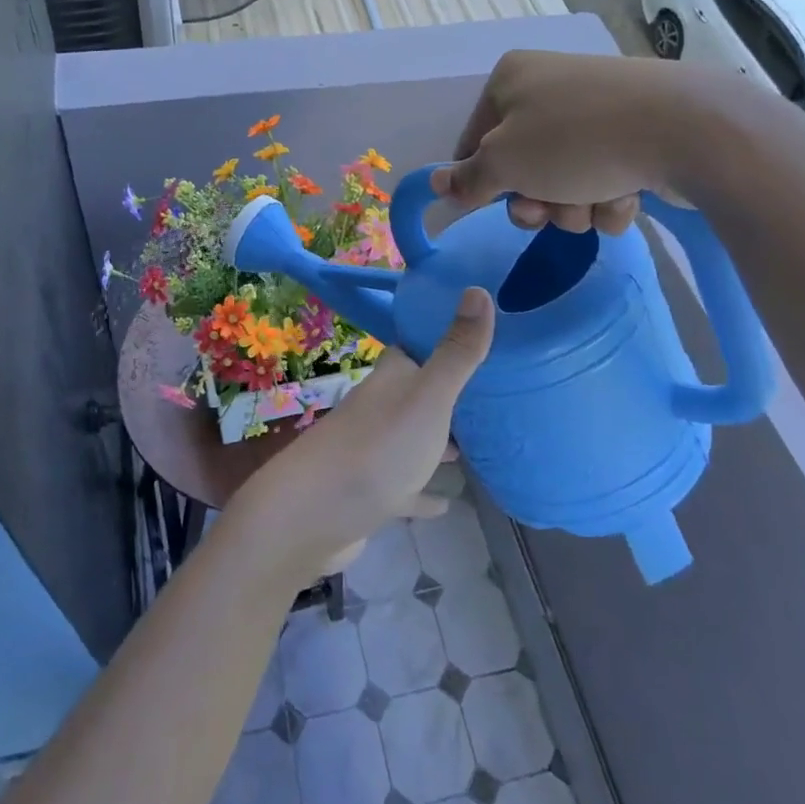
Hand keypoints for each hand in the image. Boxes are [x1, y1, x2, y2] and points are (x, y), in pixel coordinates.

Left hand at [231, 289, 494, 583]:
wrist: (312, 515)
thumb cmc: (377, 448)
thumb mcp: (428, 397)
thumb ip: (456, 351)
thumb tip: (477, 288)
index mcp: (392, 379)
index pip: (416, 348)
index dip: (442, 339)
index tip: (479, 335)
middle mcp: (379, 408)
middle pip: (417, 393)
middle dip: (448, 394)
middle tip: (492, 396)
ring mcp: (372, 452)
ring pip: (412, 439)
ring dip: (438, 442)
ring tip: (478, 446)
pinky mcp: (370, 494)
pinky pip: (405, 488)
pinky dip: (424, 493)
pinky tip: (447, 503)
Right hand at [435, 49, 716, 233]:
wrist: (685, 129)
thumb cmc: (575, 140)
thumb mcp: (505, 163)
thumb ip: (468, 179)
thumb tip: (437, 183)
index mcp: (511, 79)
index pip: (474, 140)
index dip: (482, 179)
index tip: (494, 204)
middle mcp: (551, 87)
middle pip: (521, 166)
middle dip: (536, 200)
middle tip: (548, 210)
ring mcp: (596, 110)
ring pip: (564, 180)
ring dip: (573, 206)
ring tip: (594, 202)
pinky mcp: (635, 133)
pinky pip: (604, 177)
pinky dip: (610, 196)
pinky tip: (627, 194)